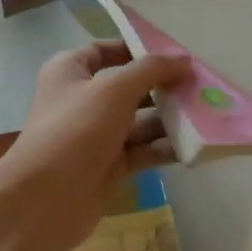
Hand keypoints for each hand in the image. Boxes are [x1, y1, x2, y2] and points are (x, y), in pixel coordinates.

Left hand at [0, 42, 190, 250]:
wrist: (44, 200)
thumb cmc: (75, 131)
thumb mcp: (114, 89)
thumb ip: (151, 71)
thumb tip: (184, 60)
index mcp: (70, 71)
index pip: (107, 50)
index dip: (138, 50)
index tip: (174, 56)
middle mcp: (83, 99)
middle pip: (130, 86)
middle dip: (164, 86)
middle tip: (201, 87)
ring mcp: (96, 135)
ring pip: (140, 121)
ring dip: (170, 118)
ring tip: (207, 114)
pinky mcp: (109, 166)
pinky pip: (143, 150)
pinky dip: (165, 147)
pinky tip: (195, 144)